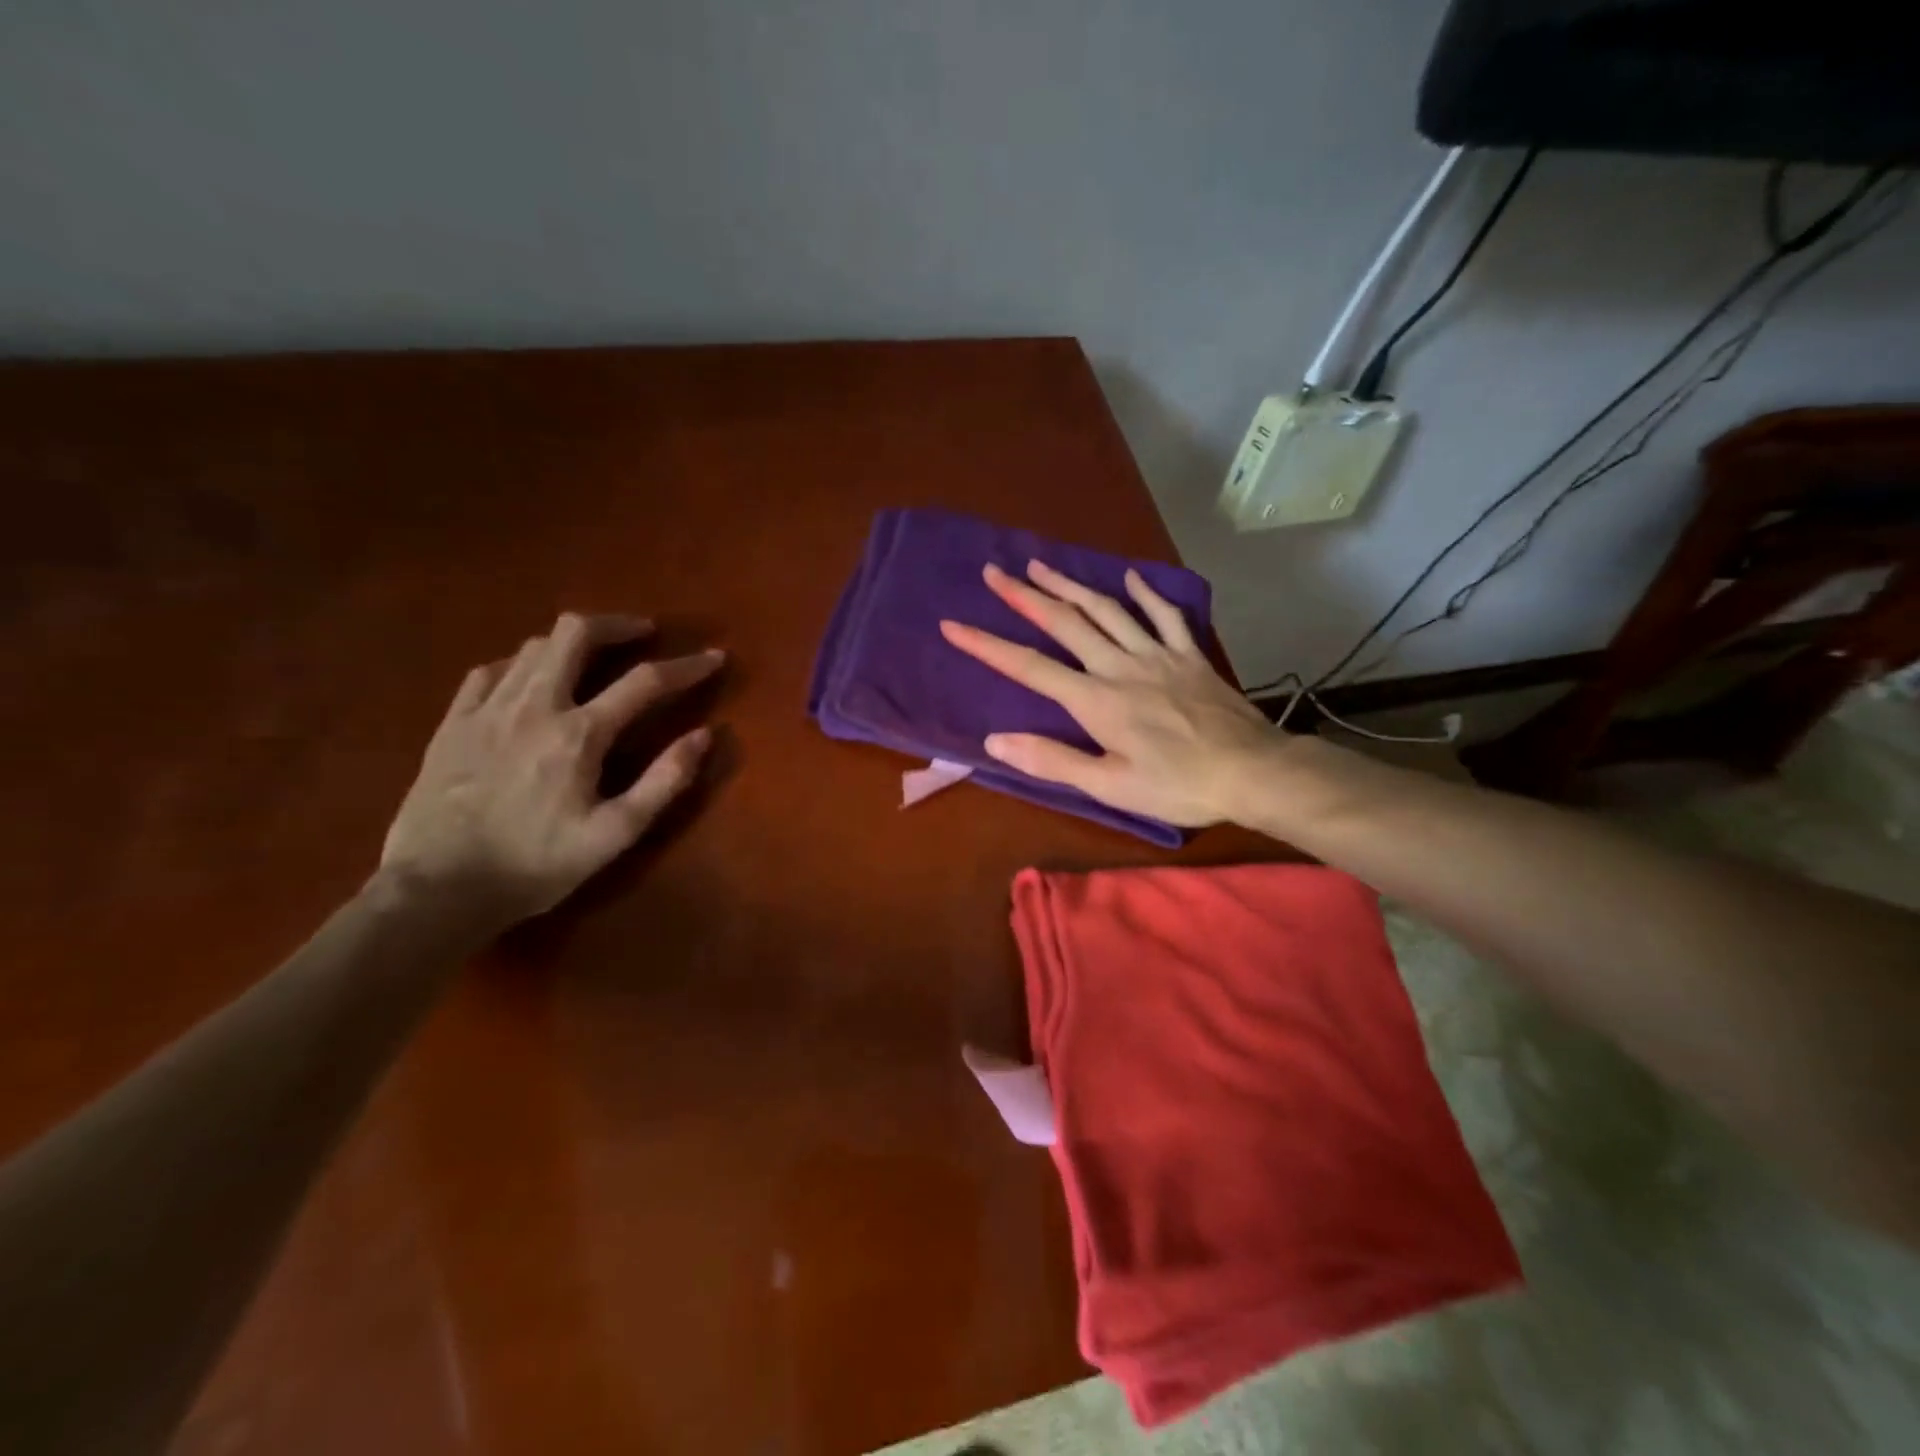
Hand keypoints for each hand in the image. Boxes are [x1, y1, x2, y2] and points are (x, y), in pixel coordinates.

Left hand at [381, 613, 724, 925]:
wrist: (437, 890)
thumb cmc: (537, 865)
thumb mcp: (615, 834)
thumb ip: (665, 781)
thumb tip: (705, 735)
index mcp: (579, 734)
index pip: (646, 681)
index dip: (687, 666)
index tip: (714, 657)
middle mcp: (534, 706)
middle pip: (576, 633)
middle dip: (617, 624)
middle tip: (643, 634)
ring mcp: (487, 709)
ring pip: (534, 645)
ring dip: (572, 641)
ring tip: (593, 656)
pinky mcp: (453, 721)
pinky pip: (491, 670)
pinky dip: (522, 663)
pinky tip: (531, 679)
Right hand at [939, 561, 1277, 826]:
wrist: (1252, 771)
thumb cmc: (1178, 785)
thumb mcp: (1109, 786)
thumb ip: (1052, 761)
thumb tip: (995, 742)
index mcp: (1096, 700)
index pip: (1029, 667)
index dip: (987, 645)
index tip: (953, 624)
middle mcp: (1120, 666)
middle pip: (1065, 623)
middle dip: (1024, 596)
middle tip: (994, 572)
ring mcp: (1158, 654)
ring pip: (1107, 609)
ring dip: (1071, 585)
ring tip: (1041, 564)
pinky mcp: (1189, 655)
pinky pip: (1165, 615)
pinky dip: (1147, 594)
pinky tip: (1131, 577)